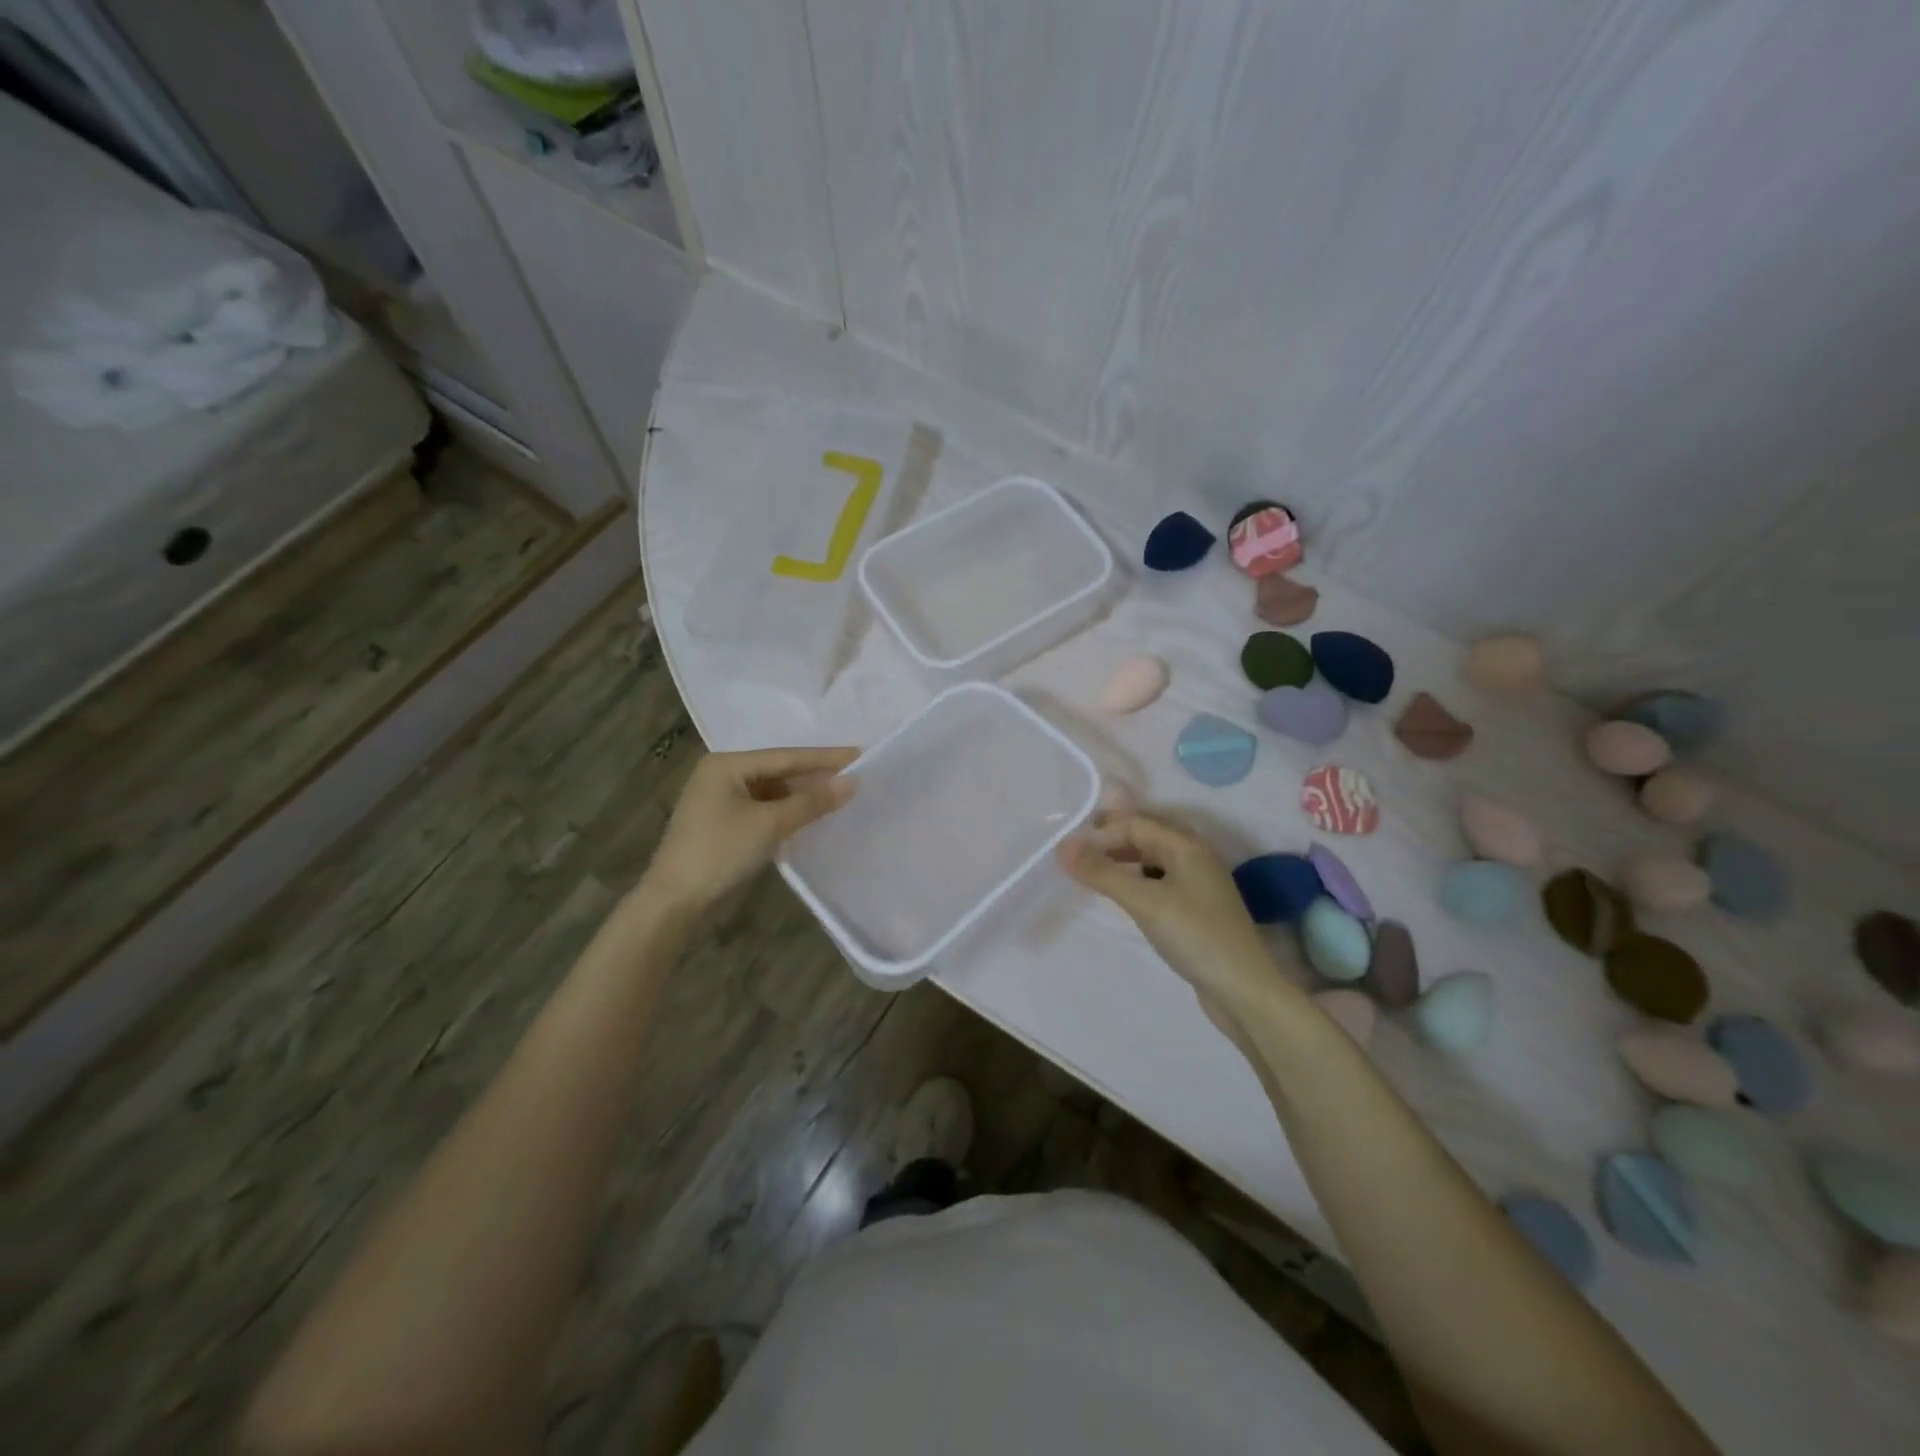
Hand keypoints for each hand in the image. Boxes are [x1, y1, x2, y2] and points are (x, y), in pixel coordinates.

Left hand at [642, 746, 858, 909]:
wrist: (674, 901)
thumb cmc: (720, 852)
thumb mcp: (770, 824)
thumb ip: (811, 802)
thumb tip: (852, 783)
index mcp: (727, 764)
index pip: (786, 756)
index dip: (825, 757)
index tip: (860, 753)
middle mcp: (722, 774)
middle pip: (779, 770)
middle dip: (816, 775)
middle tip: (856, 774)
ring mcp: (720, 799)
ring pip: (772, 790)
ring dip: (803, 795)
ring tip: (841, 794)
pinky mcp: (724, 822)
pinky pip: (764, 807)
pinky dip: (788, 810)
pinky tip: (812, 814)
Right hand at [1058, 811, 1302, 1033]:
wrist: (1243, 990)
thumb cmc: (1195, 936)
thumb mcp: (1144, 901)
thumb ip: (1103, 872)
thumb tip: (1062, 846)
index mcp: (1187, 845)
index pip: (1135, 823)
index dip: (1101, 831)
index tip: (1068, 848)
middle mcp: (1195, 856)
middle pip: (1146, 835)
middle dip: (1111, 839)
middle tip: (1075, 854)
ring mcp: (1198, 883)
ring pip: (1152, 858)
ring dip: (1122, 860)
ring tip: (1092, 872)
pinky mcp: (1196, 908)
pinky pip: (1159, 880)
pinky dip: (1136, 880)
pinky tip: (1122, 895)